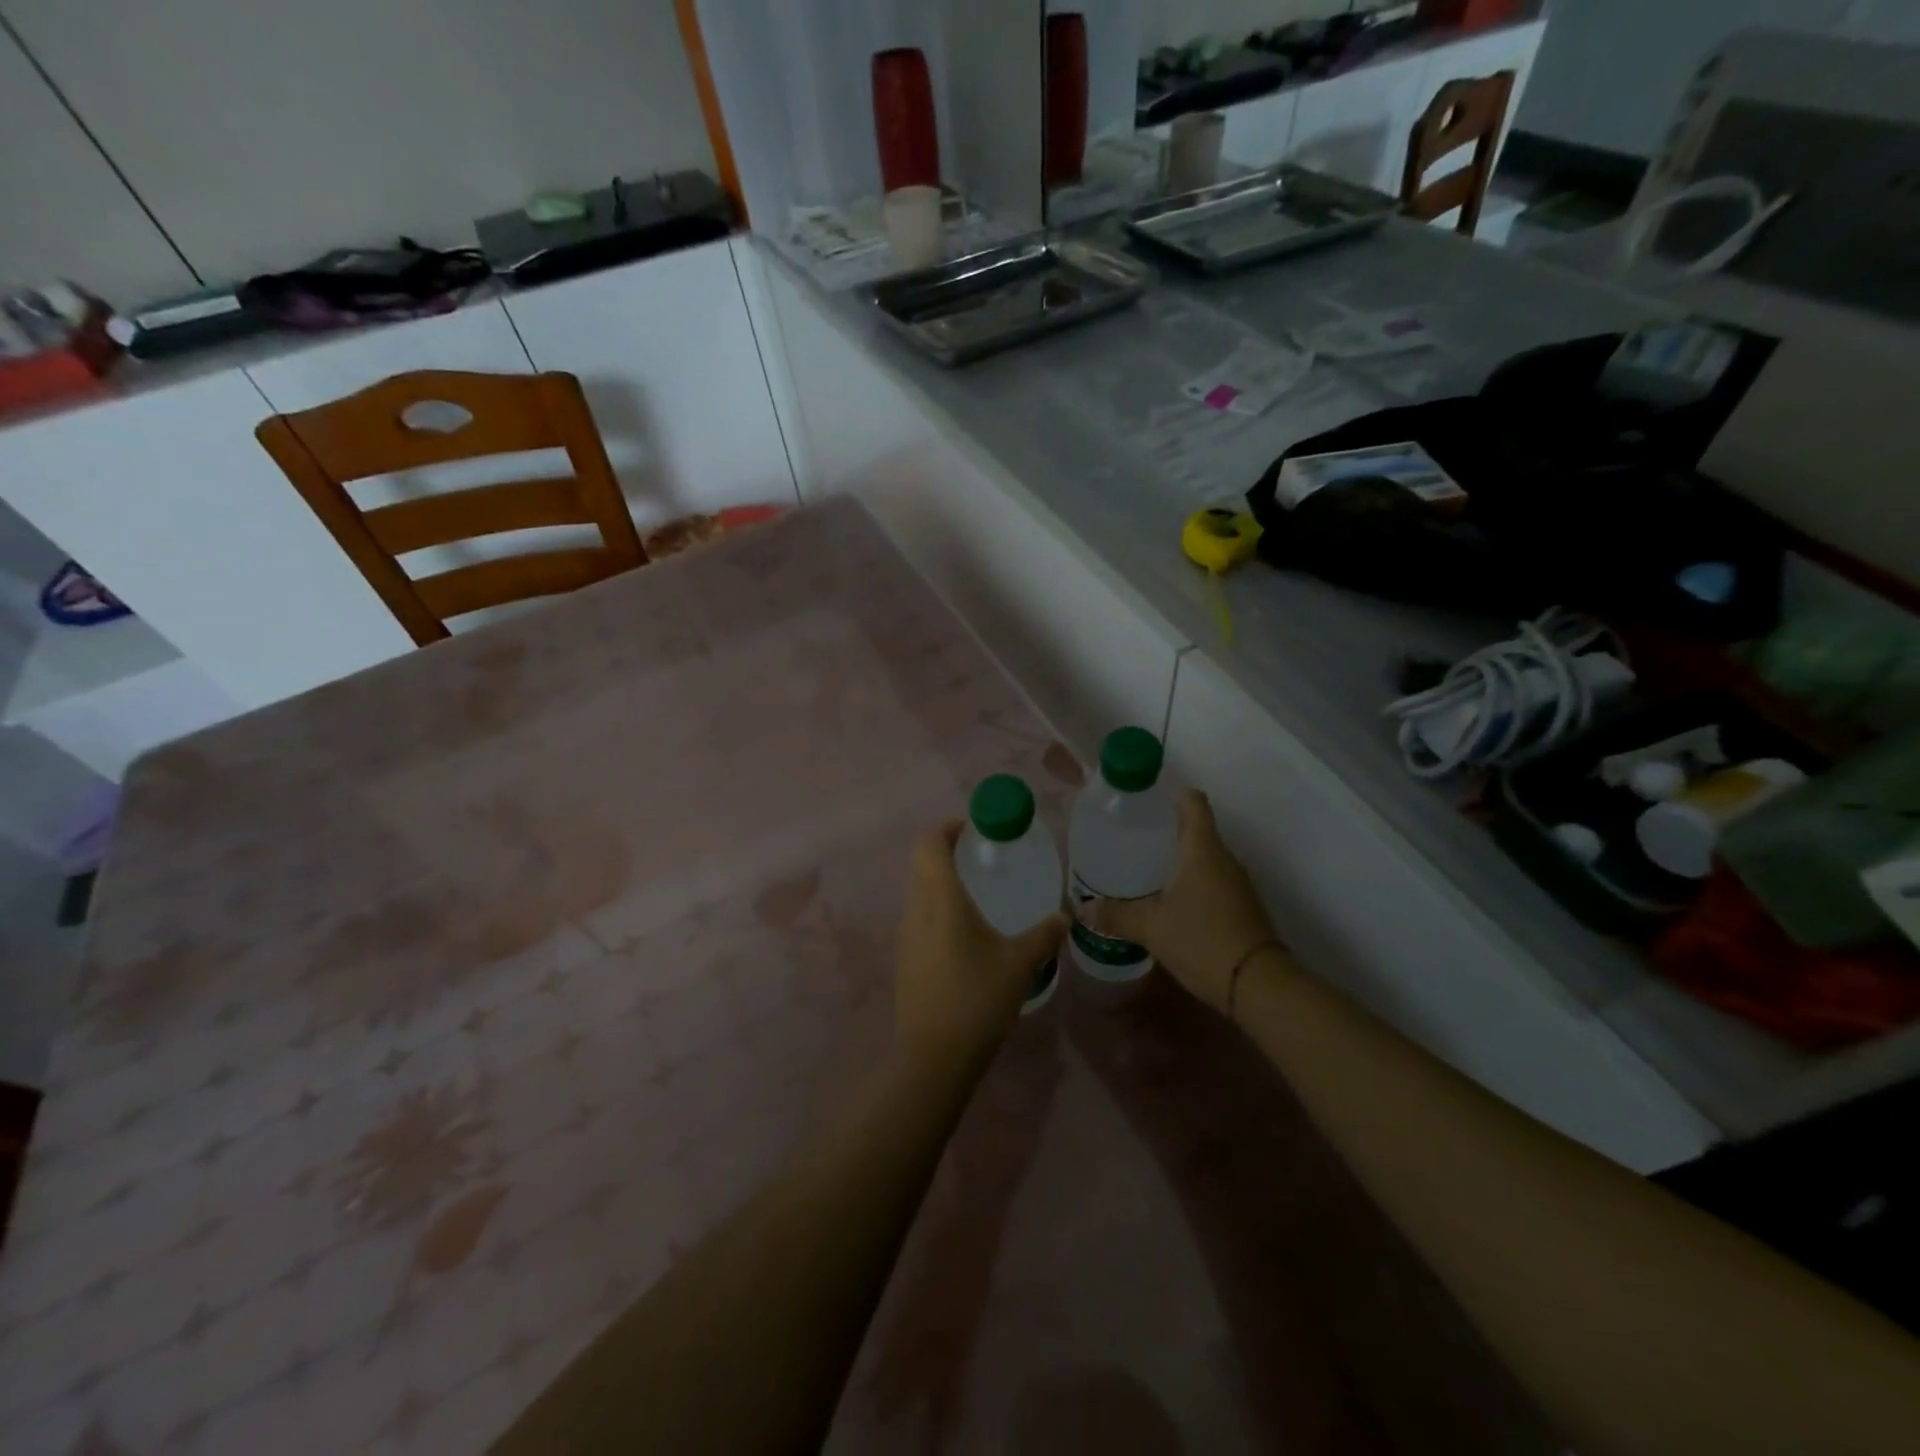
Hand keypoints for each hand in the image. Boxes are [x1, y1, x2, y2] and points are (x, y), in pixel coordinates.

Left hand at [896, 821, 1067, 1064]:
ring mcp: (906, 936)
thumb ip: (1043, 935)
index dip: (948, 827)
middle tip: (981, 855)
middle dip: (947, 851)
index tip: (974, 827)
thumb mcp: (1019, 964)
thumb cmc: (977, 999)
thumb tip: (1065, 918)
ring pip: (919, 891)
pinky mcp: (905, 959)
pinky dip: (938, 908)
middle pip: (922, 863)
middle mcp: (916, 910)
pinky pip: (920, 917)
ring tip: (978, 891)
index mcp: (940, 899)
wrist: (933, 1057)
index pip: (930, 844)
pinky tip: (966, 931)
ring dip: (942, 880)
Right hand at [1083, 791, 1279, 1015]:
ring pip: (1204, 857)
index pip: (1193, 802)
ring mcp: (1237, 883)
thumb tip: (1084, 908)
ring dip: (1178, 860)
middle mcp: (1224, 858)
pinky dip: (1191, 883)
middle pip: (1196, 829)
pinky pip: (1212, 880)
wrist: (1259, 985)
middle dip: (1165, 832)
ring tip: (1143, 871)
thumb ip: (1117, 914)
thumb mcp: (1151, 928)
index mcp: (1202, 849)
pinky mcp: (1242, 905)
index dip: (1170, 795)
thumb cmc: (1202, 940)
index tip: (1144, 804)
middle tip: (1130, 841)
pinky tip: (1168, 902)